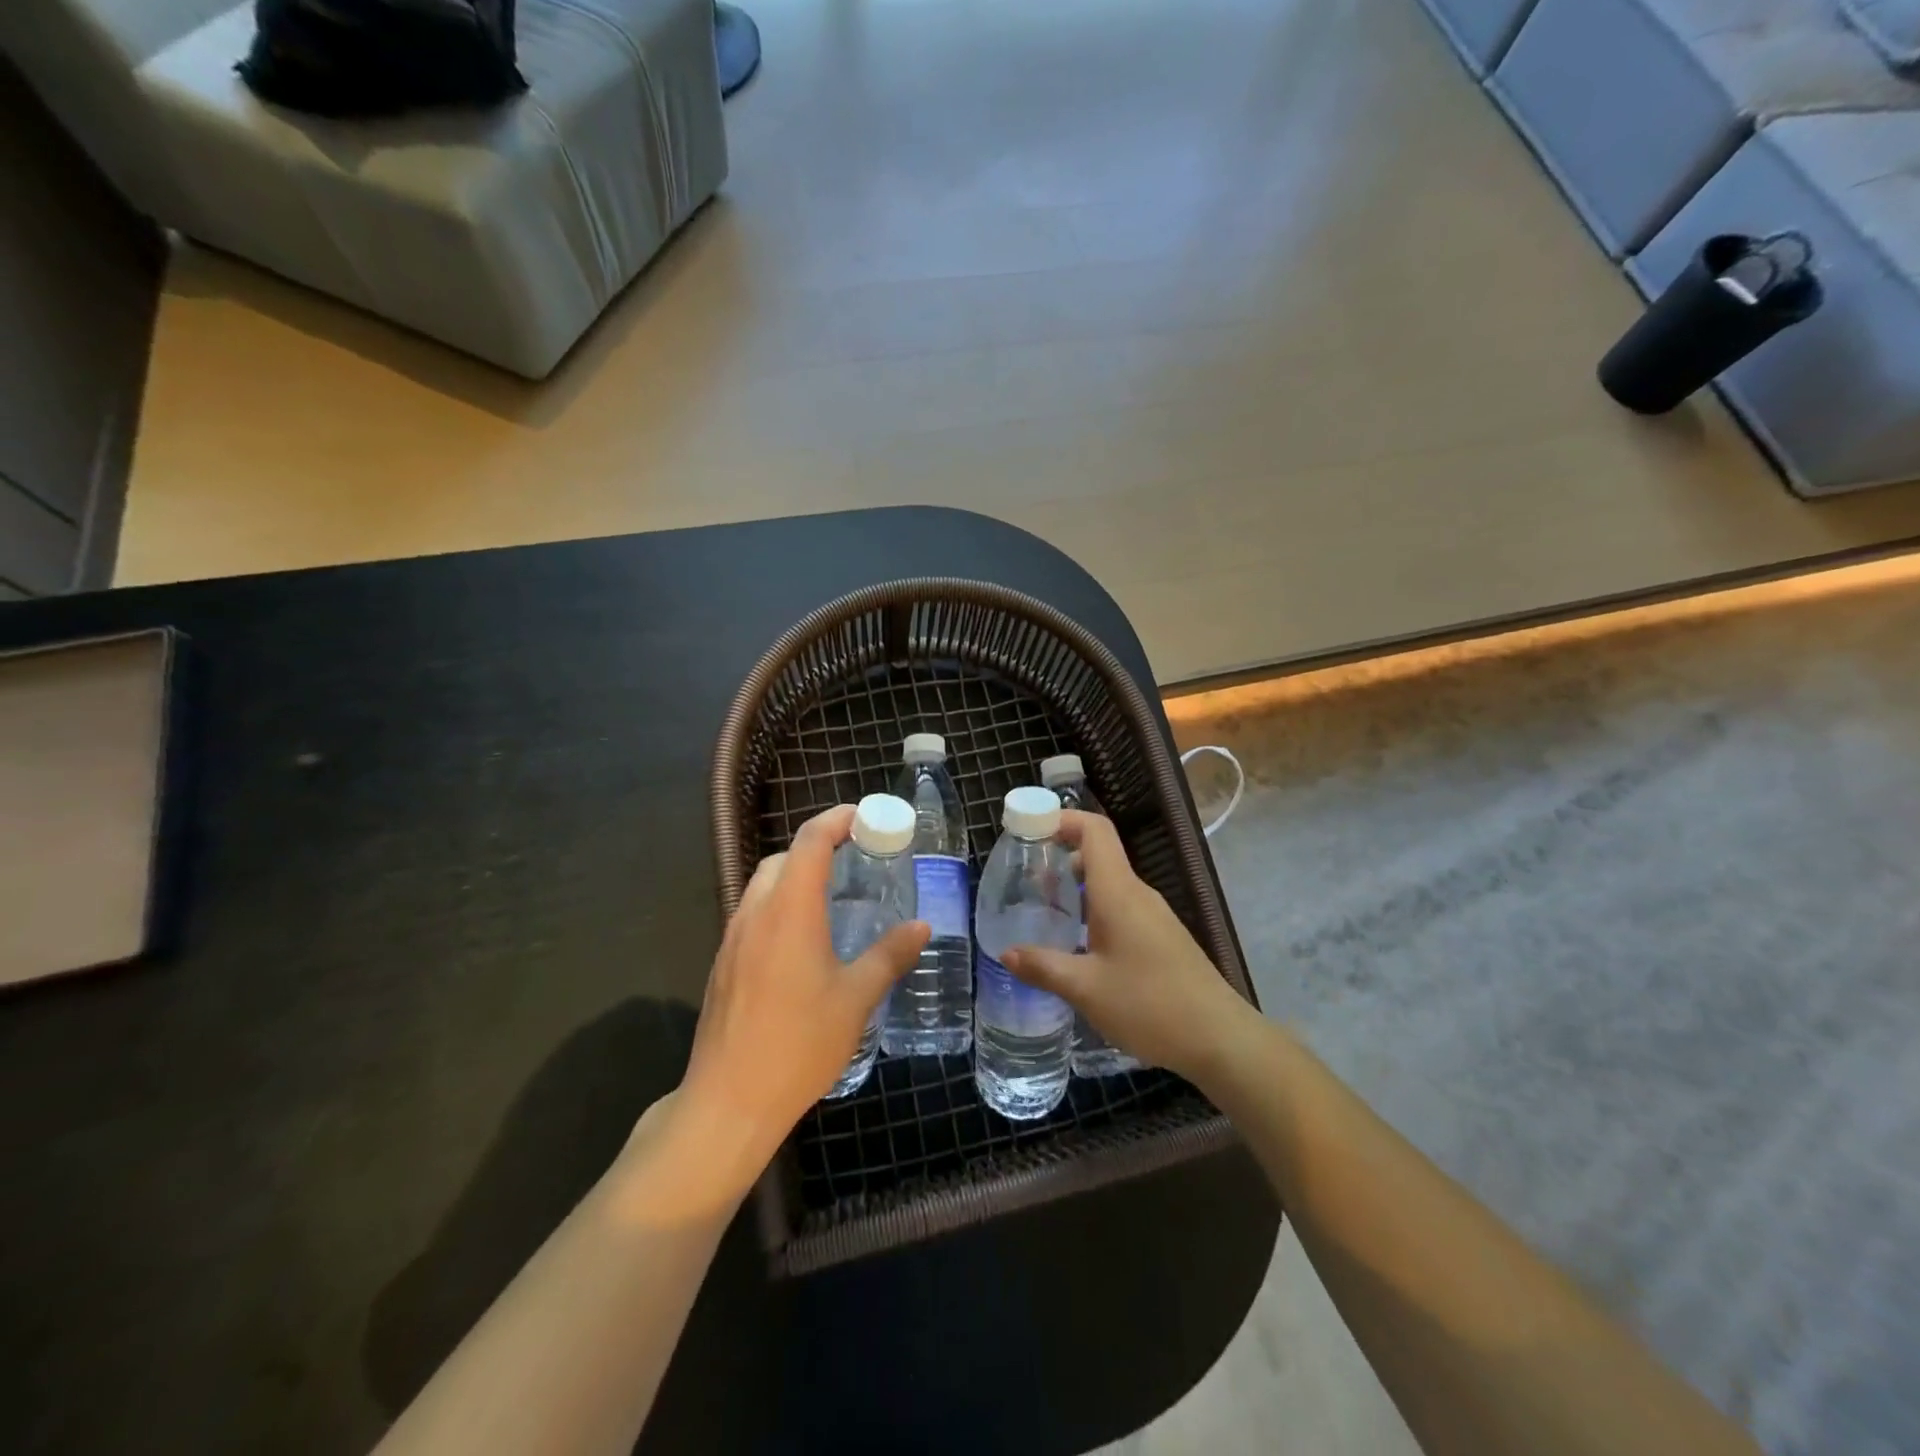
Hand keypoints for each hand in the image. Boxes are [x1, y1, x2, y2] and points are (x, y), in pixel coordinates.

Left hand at [660, 805, 929, 1204]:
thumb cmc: (798, 1045)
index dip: (838, 819)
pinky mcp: (723, 964)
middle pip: (785, 858)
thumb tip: (921, 927)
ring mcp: (733, 938)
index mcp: (790, 910)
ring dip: (797, 877)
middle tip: (858, 861)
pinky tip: (804, 942)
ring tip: (834, 899)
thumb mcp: (855, 999)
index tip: (867, 818)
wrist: (728, 1102)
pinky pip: (754, 914)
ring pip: (764, 885)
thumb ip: (889, 955)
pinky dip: (781, 906)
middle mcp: (756, 912)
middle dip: (820, 847)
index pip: (811, 840)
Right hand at [1003, 809, 1248, 1081]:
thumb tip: (1006, 953)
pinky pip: (1121, 906)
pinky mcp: (1161, 937)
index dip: (1062, 819)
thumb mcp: (1086, 990)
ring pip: (1110, 882)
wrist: (1221, 1039)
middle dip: (1060, 853)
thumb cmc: (1150, 1006)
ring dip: (1076, 884)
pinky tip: (1077, 941)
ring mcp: (1153, 915)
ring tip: (1043, 908)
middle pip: (1099, 853)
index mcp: (1119, 892)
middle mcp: (1137, 894)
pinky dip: (1093, 907)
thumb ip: (1043, 967)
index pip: (1095, 830)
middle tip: (1024, 875)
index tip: (1029, 829)